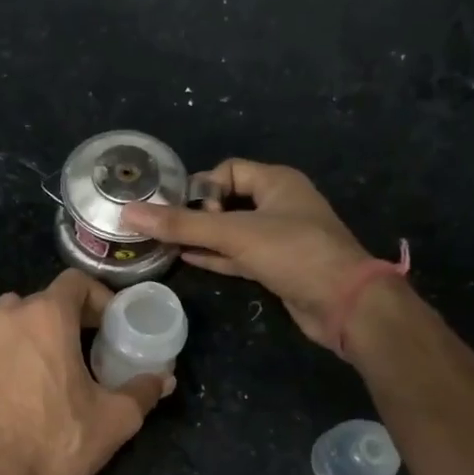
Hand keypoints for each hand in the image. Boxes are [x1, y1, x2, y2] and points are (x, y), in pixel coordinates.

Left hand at [0, 269, 172, 474]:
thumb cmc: (58, 442)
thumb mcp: (115, 419)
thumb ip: (143, 391)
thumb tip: (164, 378)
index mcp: (45, 317)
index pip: (74, 282)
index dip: (98, 297)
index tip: (110, 325)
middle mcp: (6, 318)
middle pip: (43, 300)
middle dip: (67, 317)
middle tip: (87, 346)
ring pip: (12, 321)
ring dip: (34, 332)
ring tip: (53, 365)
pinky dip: (9, 354)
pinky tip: (22, 388)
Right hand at [122, 158, 370, 348]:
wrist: (345, 303)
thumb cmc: (293, 253)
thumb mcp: (234, 234)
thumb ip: (182, 225)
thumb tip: (128, 213)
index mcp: (277, 182)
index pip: (229, 170)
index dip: (203, 186)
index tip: (181, 209)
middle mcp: (279, 204)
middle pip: (228, 200)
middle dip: (197, 212)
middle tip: (167, 228)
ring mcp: (279, 238)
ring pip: (232, 231)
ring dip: (203, 236)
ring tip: (166, 243)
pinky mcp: (277, 267)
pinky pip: (238, 255)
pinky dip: (215, 256)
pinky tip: (187, 258)